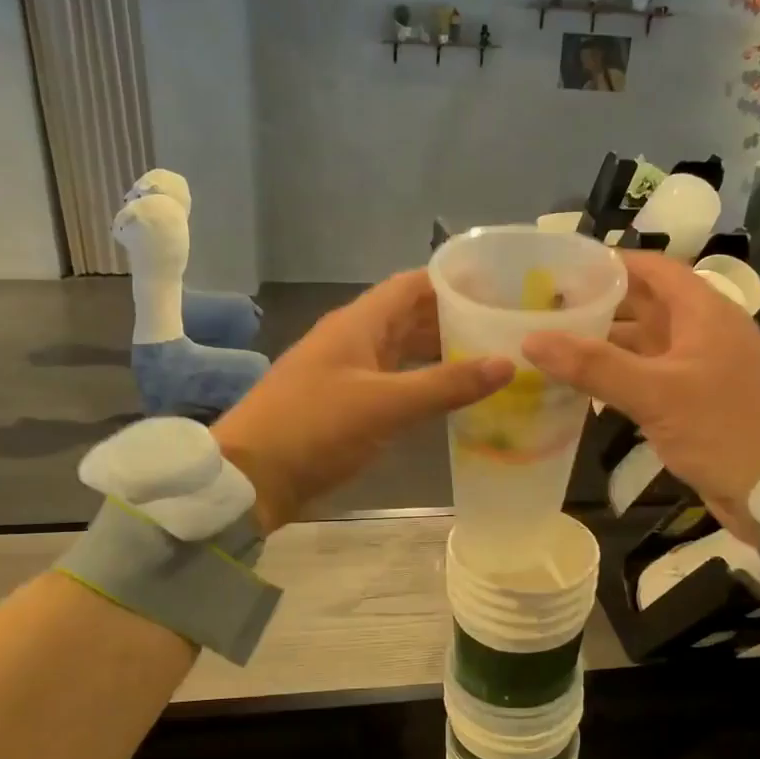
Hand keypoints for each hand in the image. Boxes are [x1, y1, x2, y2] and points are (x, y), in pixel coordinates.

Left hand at [213, 270, 511, 531]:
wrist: (252, 476)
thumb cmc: (316, 427)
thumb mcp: (385, 404)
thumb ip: (446, 384)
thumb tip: (507, 363)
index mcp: (358, 323)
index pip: (413, 285)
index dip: (453, 282)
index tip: (500, 288)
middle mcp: (354, 340)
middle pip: (411, 318)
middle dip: (455, 320)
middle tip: (505, 330)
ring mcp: (348, 373)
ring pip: (403, 353)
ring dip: (440, 354)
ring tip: (489, 361)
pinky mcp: (346, 406)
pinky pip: (394, 384)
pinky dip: (422, 385)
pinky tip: (451, 399)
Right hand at [522, 251, 759, 538]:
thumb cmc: (727, 428)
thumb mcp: (657, 393)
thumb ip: (594, 366)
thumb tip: (532, 340)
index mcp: (704, 314)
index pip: (654, 270)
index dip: (612, 264)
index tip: (564, 268)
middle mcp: (703, 335)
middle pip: (645, 308)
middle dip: (599, 307)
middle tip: (545, 311)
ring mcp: (701, 372)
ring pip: (644, 348)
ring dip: (604, 348)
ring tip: (553, 349)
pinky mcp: (697, 407)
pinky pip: (650, 382)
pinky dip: (619, 382)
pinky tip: (585, 393)